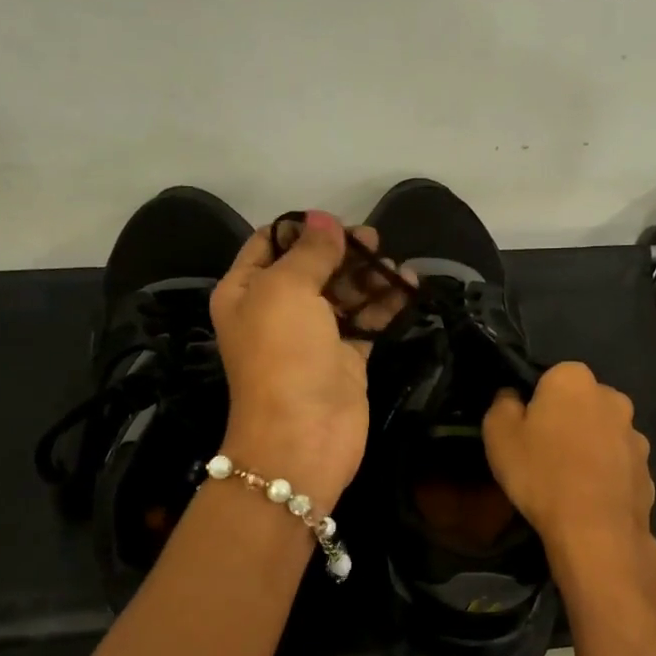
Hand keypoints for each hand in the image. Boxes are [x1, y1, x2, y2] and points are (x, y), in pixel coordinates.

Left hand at [209, 212, 403, 512]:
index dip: (302, 228)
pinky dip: (385, 304)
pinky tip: (409, 288)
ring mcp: (312, 334)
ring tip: (398, 267)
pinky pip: (366, 320)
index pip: (270, 243)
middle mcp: (275, 309)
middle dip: (343, 251)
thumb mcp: (286, 290)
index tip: (338, 221)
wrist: (302, 436)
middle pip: (312, 266)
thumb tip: (324, 219)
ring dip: (369, 276)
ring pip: (343, 293)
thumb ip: (310, 251)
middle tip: (376, 241)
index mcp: (245, 290)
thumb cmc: (283, 355)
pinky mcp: (344, 356)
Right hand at [483, 362, 655, 560]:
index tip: (526, 430)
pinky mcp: (647, 468)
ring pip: (603, 433)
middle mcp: (612, 397)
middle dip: (567, 421)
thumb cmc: (541, 473)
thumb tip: (512, 396)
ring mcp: (635, 434)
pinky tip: (589, 498)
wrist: (595, 530)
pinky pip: (619, 464)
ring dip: (589, 447)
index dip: (536, 404)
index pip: (551, 378)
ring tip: (569, 481)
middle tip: (544, 454)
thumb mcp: (498, 435)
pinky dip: (606, 474)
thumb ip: (503, 405)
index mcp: (574, 379)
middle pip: (581, 403)